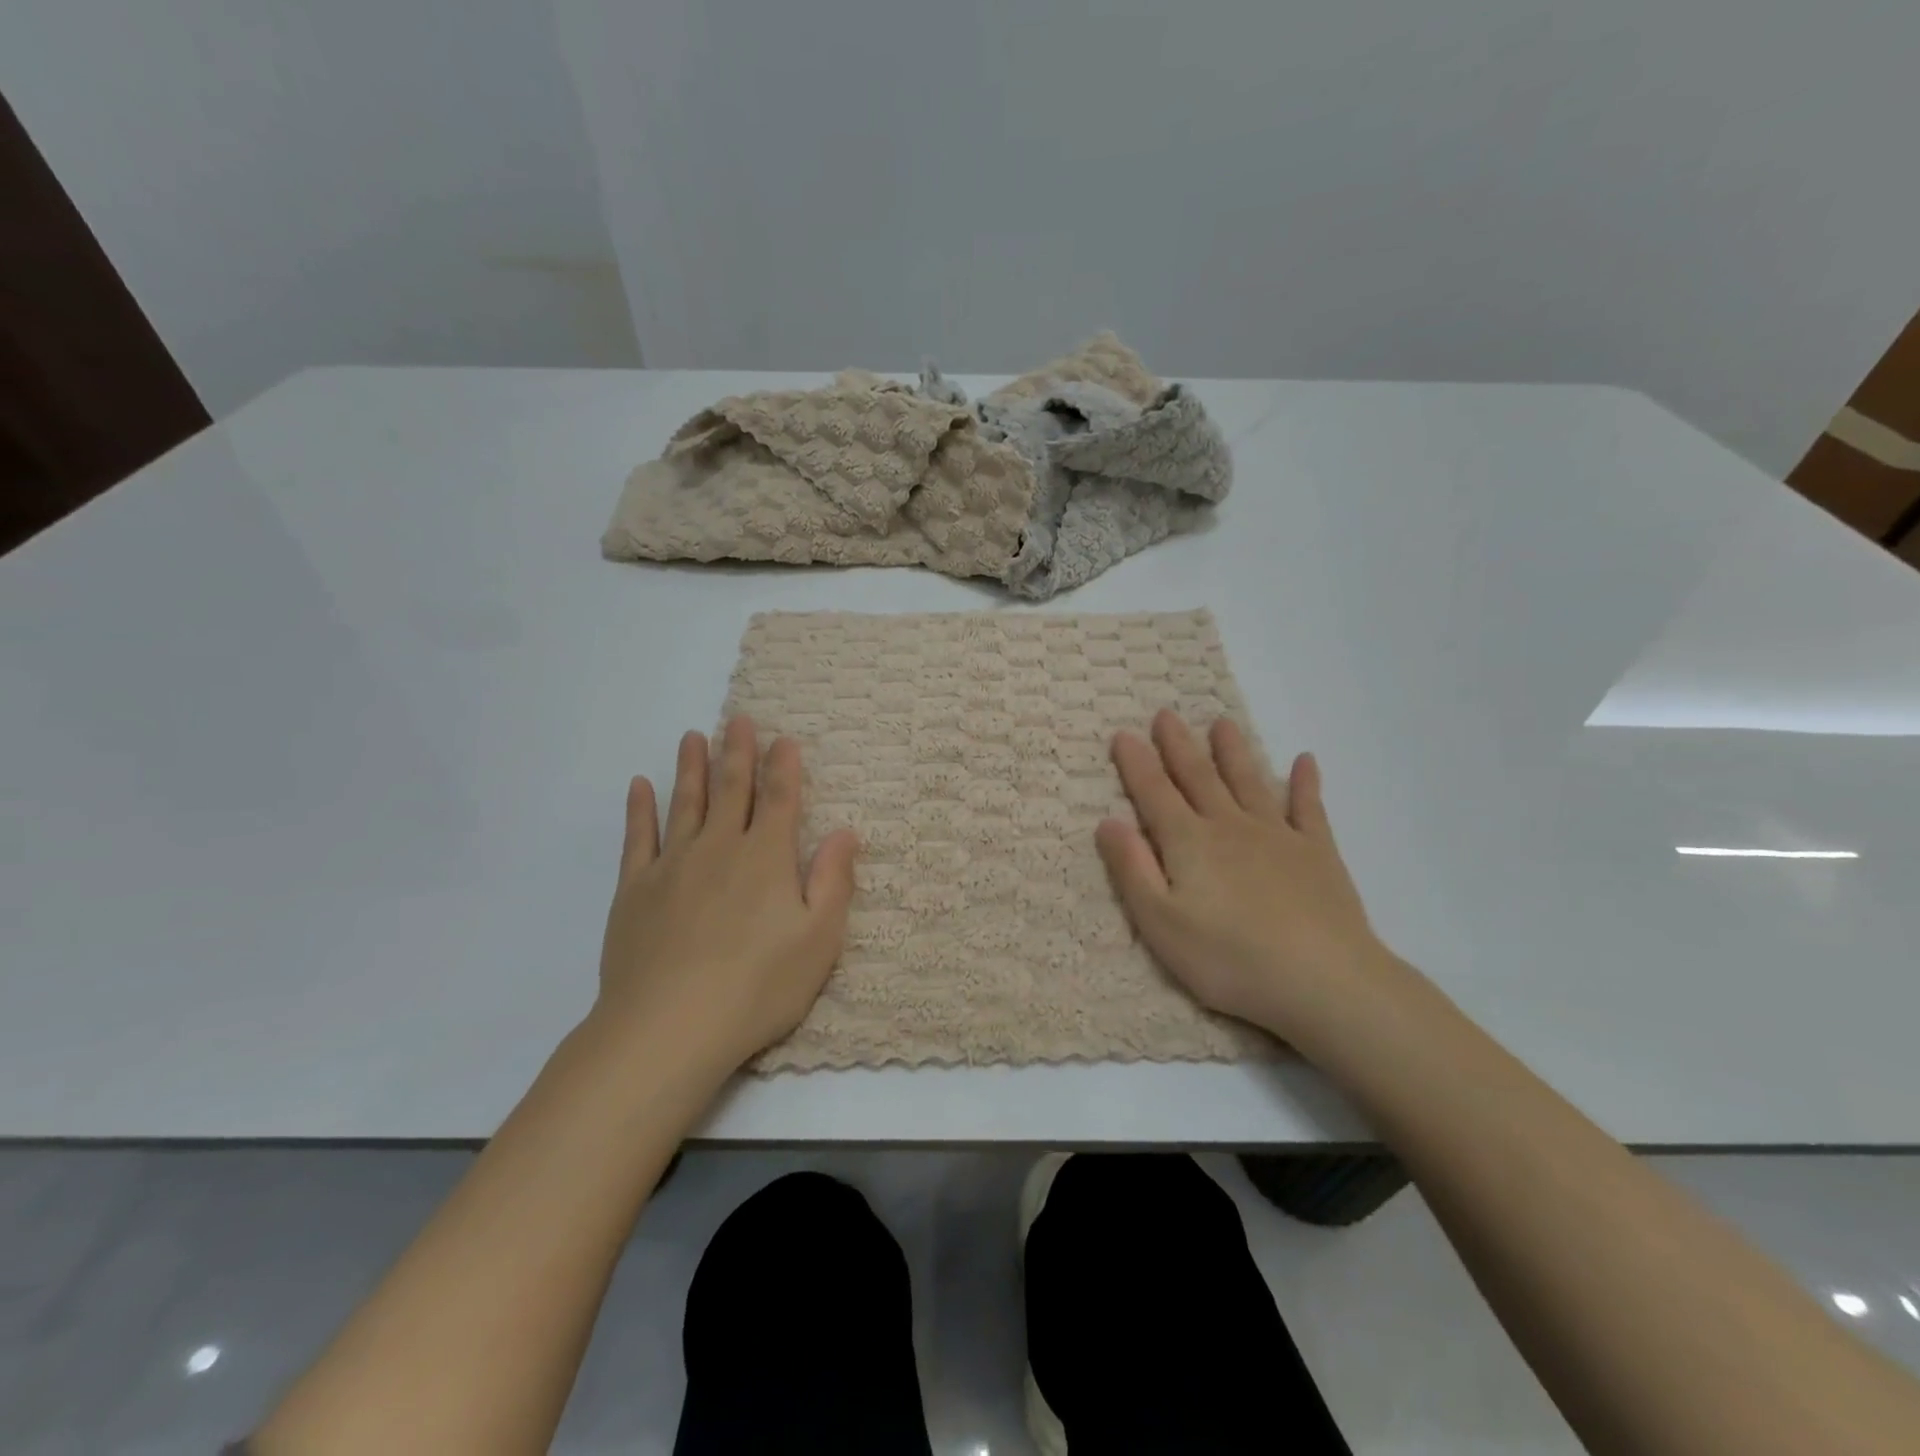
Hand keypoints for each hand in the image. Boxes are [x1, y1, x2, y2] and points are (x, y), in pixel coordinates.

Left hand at [594, 717, 858, 1075]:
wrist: (669, 1027)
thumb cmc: (758, 986)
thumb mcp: (819, 940)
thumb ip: (833, 880)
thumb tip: (846, 831)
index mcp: (766, 858)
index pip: (780, 799)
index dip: (784, 767)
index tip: (784, 739)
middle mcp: (720, 848)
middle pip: (732, 790)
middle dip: (738, 752)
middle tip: (738, 720)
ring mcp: (673, 865)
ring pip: (685, 803)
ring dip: (692, 768)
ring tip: (692, 737)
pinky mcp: (635, 890)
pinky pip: (638, 837)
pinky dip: (640, 809)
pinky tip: (640, 786)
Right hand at [1095, 710, 1396, 1051]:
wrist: (1323, 980)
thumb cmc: (1229, 958)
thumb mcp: (1160, 923)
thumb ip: (1132, 869)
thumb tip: (1107, 821)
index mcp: (1189, 843)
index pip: (1154, 793)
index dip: (1136, 763)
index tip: (1123, 734)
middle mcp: (1230, 826)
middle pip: (1199, 777)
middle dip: (1179, 746)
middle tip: (1166, 714)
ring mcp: (1278, 836)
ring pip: (1249, 782)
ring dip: (1233, 752)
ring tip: (1222, 723)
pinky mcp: (1318, 853)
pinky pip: (1309, 808)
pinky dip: (1305, 783)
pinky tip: (1305, 761)